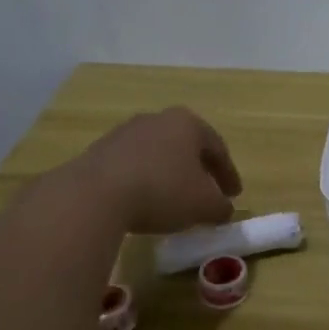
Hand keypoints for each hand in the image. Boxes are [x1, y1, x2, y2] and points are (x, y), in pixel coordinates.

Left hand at [73, 107, 241, 233]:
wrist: (94, 195)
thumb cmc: (162, 191)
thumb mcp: (204, 205)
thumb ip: (221, 207)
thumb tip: (224, 209)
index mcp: (187, 124)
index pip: (218, 148)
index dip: (229, 174)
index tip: (234, 195)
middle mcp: (157, 119)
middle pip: (187, 146)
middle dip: (199, 170)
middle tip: (207, 193)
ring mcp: (125, 133)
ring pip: (158, 154)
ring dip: (170, 174)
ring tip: (175, 199)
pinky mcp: (99, 151)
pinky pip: (133, 165)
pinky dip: (145, 180)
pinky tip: (144, 201)